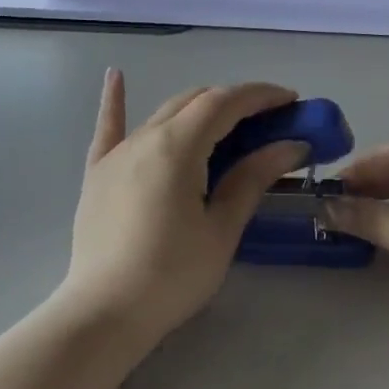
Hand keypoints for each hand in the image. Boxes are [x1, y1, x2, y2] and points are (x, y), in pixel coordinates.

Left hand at [62, 70, 309, 338]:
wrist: (104, 312)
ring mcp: (116, 153)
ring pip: (163, 113)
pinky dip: (115, 100)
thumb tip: (290, 145)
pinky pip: (109, 128)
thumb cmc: (172, 274)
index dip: (260, 96)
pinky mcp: (98, 172)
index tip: (291, 102)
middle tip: (268, 122)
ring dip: (199, 109)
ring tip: (227, 124)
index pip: (225, 102)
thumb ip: (252, 178)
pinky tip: (115, 75)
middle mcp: (144, 137)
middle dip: (234, 102)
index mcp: (177, 146)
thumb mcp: (221, 228)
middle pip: (195, 101)